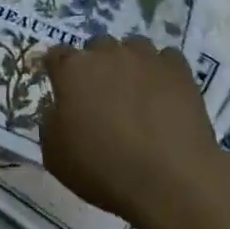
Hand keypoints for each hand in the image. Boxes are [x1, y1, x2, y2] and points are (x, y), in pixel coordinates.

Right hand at [41, 35, 219, 222]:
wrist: (169, 182)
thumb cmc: (102, 170)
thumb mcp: (54, 154)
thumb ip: (51, 121)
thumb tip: (60, 109)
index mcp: (72, 70)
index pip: (56, 55)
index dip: (58, 70)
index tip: (62, 88)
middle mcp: (106, 53)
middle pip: (96, 46)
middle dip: (96, 65)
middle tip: (102, 95)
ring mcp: (145, 58)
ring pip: (133, 46)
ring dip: (130, 63)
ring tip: (136, 92)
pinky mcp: (179, 70)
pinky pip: (166, 59)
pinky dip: (163, 72)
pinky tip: (165, 95)